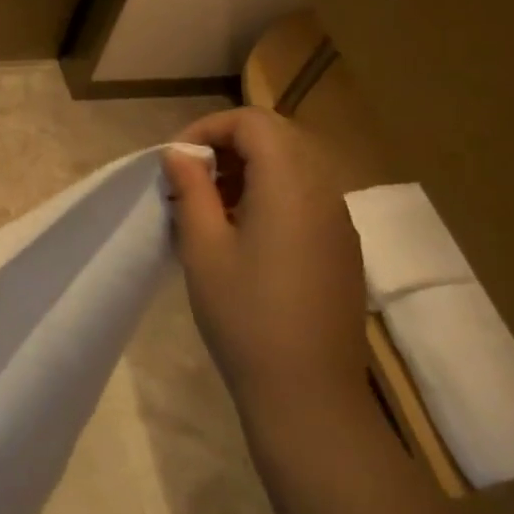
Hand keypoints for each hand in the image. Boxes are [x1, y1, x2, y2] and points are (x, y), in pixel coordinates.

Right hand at [161, 108, 366, 426]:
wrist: (307, 391)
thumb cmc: (244, 315)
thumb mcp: (203, 248)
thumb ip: (192, 191)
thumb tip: (179, 155)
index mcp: (291, 185)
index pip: (254, 122)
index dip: (208, 129)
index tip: (174, 162)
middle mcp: (324, 192)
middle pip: (278, 138)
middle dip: (226, 146)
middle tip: (187, 181)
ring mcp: (338, 221)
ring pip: (293, 167)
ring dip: (246, 171)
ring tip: (207, 207)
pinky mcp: (340, 248)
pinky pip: (304, 198)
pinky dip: (267, 196)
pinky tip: (239, 235)